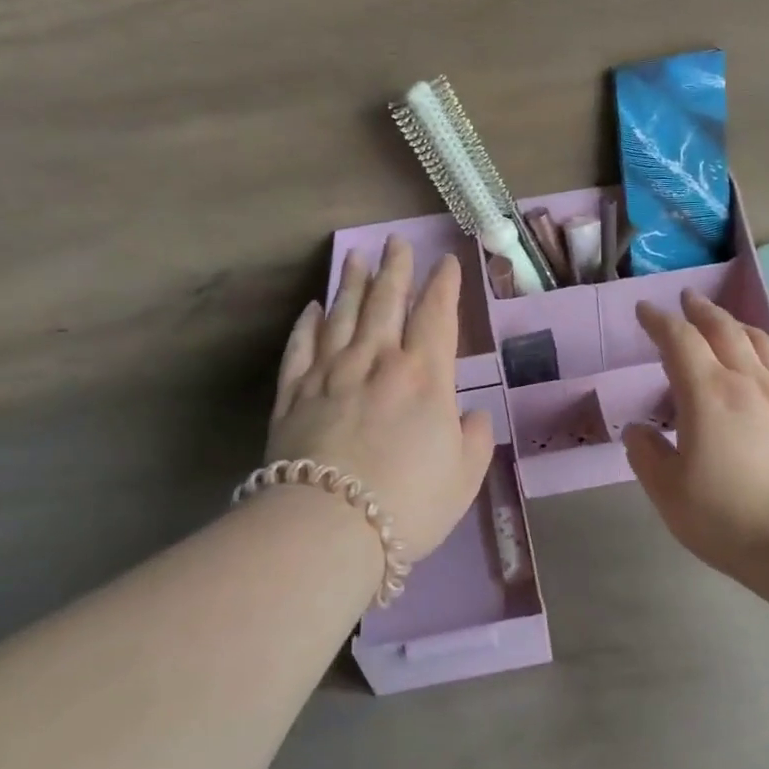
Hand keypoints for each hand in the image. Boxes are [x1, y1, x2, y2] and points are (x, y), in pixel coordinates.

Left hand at [267, 238, 494, 559]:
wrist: (329, 526)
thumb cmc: (409, 502)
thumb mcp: (465, 477)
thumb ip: (475, 439)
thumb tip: (472, 416)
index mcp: (425, 377)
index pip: (437, 316)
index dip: (444, 286)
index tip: (446, 261)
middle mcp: (377, 362)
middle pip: (386, 303)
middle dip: (394, 269)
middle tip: (395, 242)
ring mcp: (330, 374)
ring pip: (342, 315)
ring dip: (350, 283)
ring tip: (355, 256)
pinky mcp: (293, 394)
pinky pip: (301, 347)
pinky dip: (307, 324)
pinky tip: (312, 308)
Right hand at [622, 290, 768, 591]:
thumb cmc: (726, 517)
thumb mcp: (668, 491)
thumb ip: (647, 454)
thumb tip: (639, 431)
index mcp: (707, 393)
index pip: (679, 341)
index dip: (659, 321)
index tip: (645, 310)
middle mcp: (748, 382)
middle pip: (725, 330)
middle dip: (702, 311)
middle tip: (688, 299)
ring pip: (765, 346)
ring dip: (741, 327)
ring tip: (729, 324)